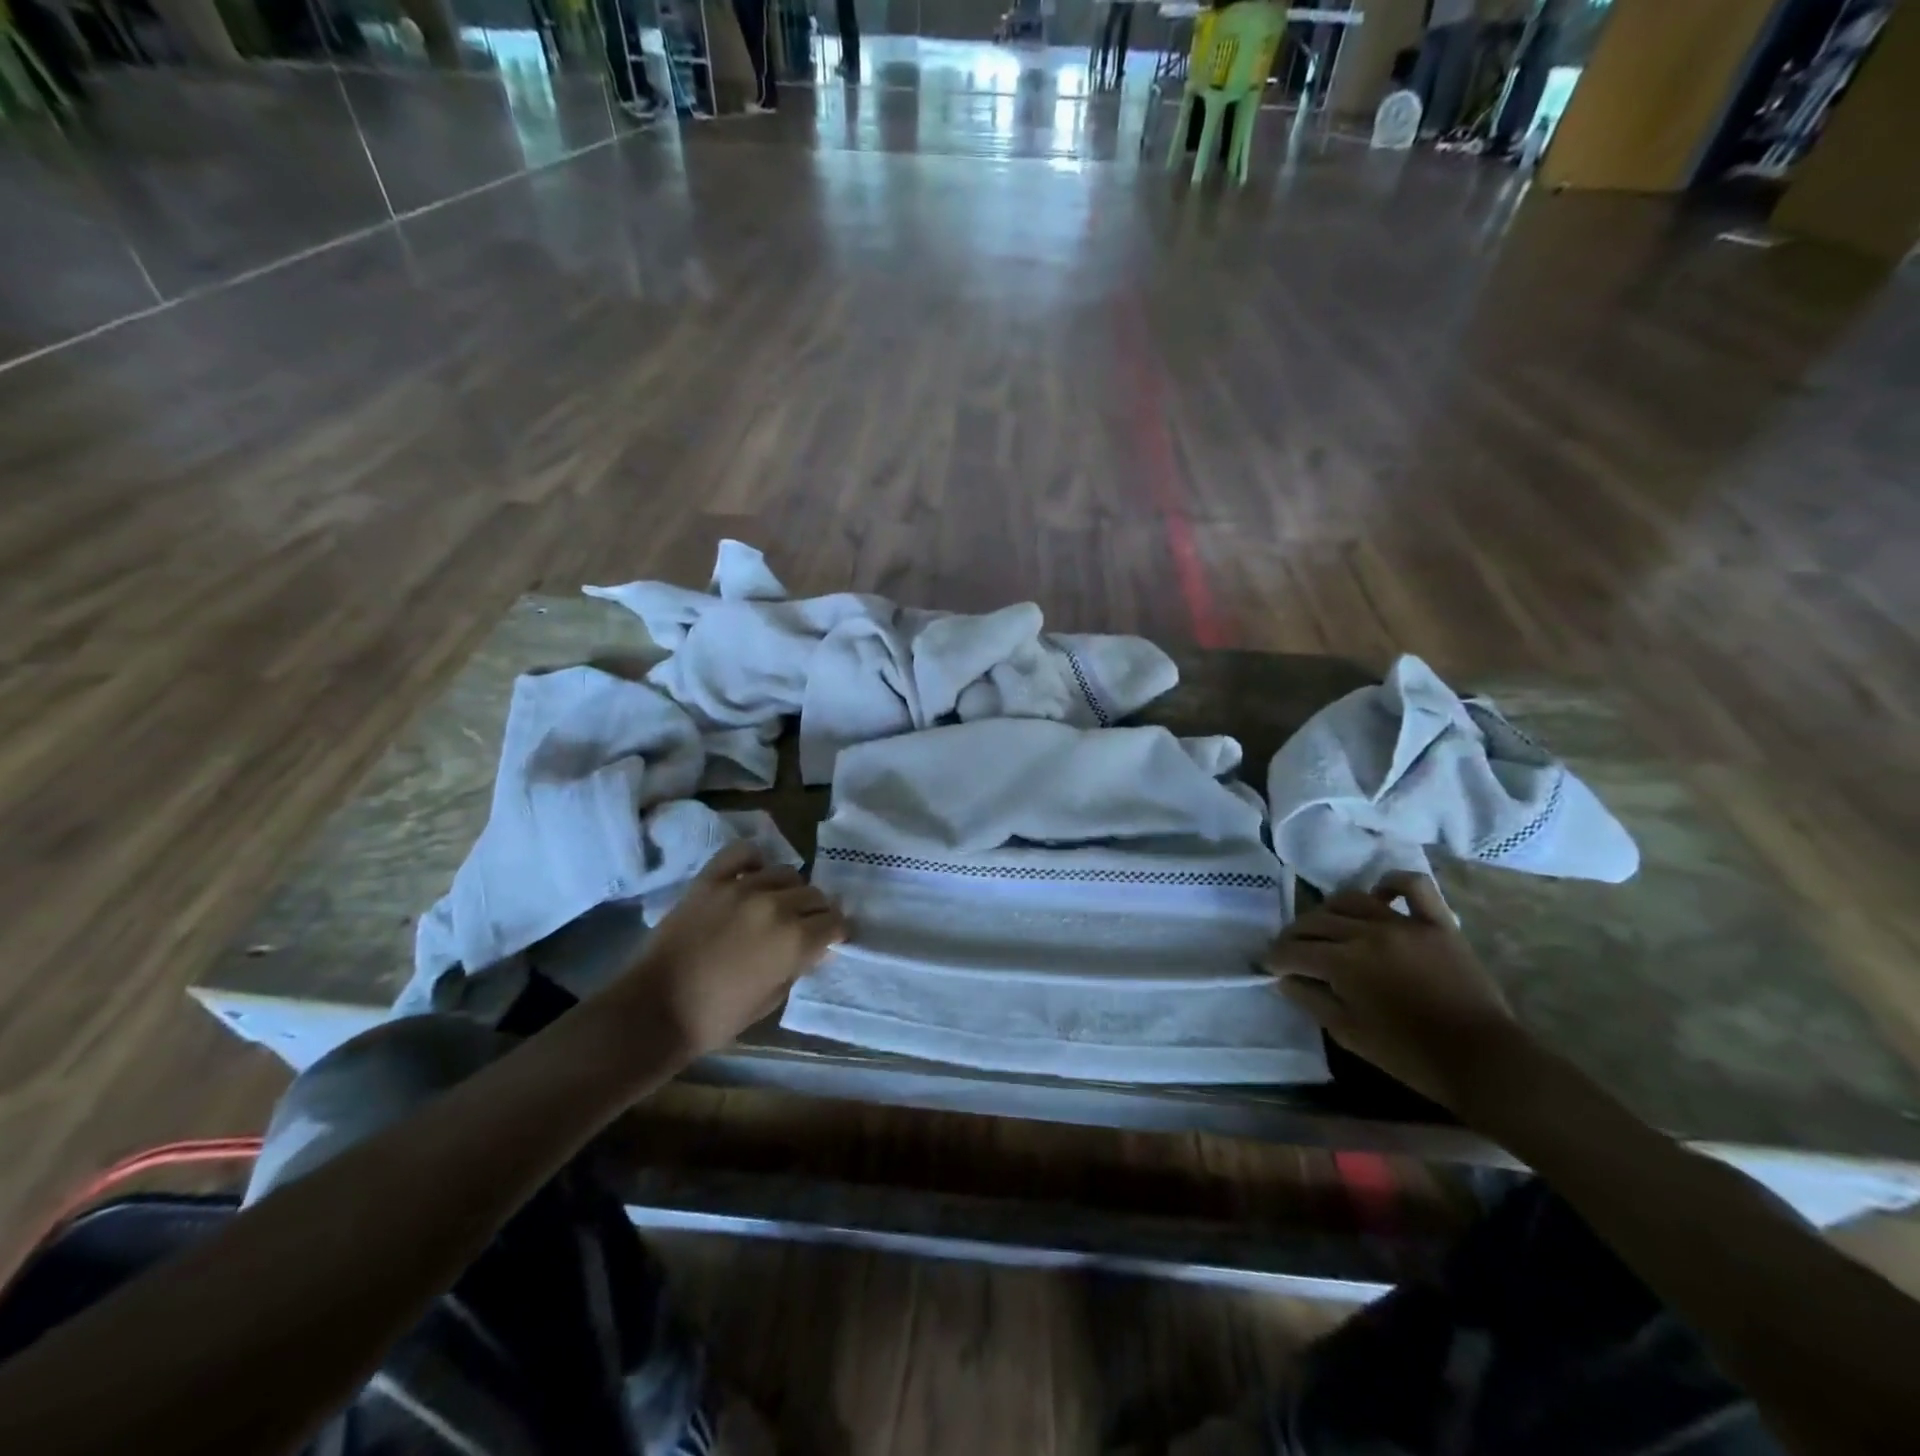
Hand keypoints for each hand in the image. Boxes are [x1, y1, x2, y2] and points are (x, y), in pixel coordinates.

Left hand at [618, 842, 845, 1056]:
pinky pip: (743, 853)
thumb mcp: (772, 1000)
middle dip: (816, 911)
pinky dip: (755, 860)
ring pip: (786, 872)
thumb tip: (815, 948)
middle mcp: (776, 905)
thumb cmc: (718, 1017)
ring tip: (779, 902)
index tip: (831, 938)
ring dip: (790, 889)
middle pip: (814, 895)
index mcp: (795, 940)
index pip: (834, 922)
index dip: (836, 931)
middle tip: (806, 925)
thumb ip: (798, 966)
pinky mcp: (711, 879)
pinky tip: (754, 874)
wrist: (654, 1010)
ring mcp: (741, 887)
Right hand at [1266, 872, 1527, 1112]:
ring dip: (1329, 911)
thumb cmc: (1409, 1055)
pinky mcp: (1438, 923)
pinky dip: (1391, 884)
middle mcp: (1368, 933)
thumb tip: (1284, 980)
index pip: (1294, 951)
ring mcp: (1405, 923)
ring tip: (1326, 927)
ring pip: (1352, 900)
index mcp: (1344, 963)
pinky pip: (1413, 887)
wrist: (1483, 1060)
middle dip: (1294, 936)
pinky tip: (1379, 894)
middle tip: (1290, 950)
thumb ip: (1312, 1001)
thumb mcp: (1348, 1034)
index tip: (1268, 966)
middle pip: (1316, 921)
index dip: (1275, 958)